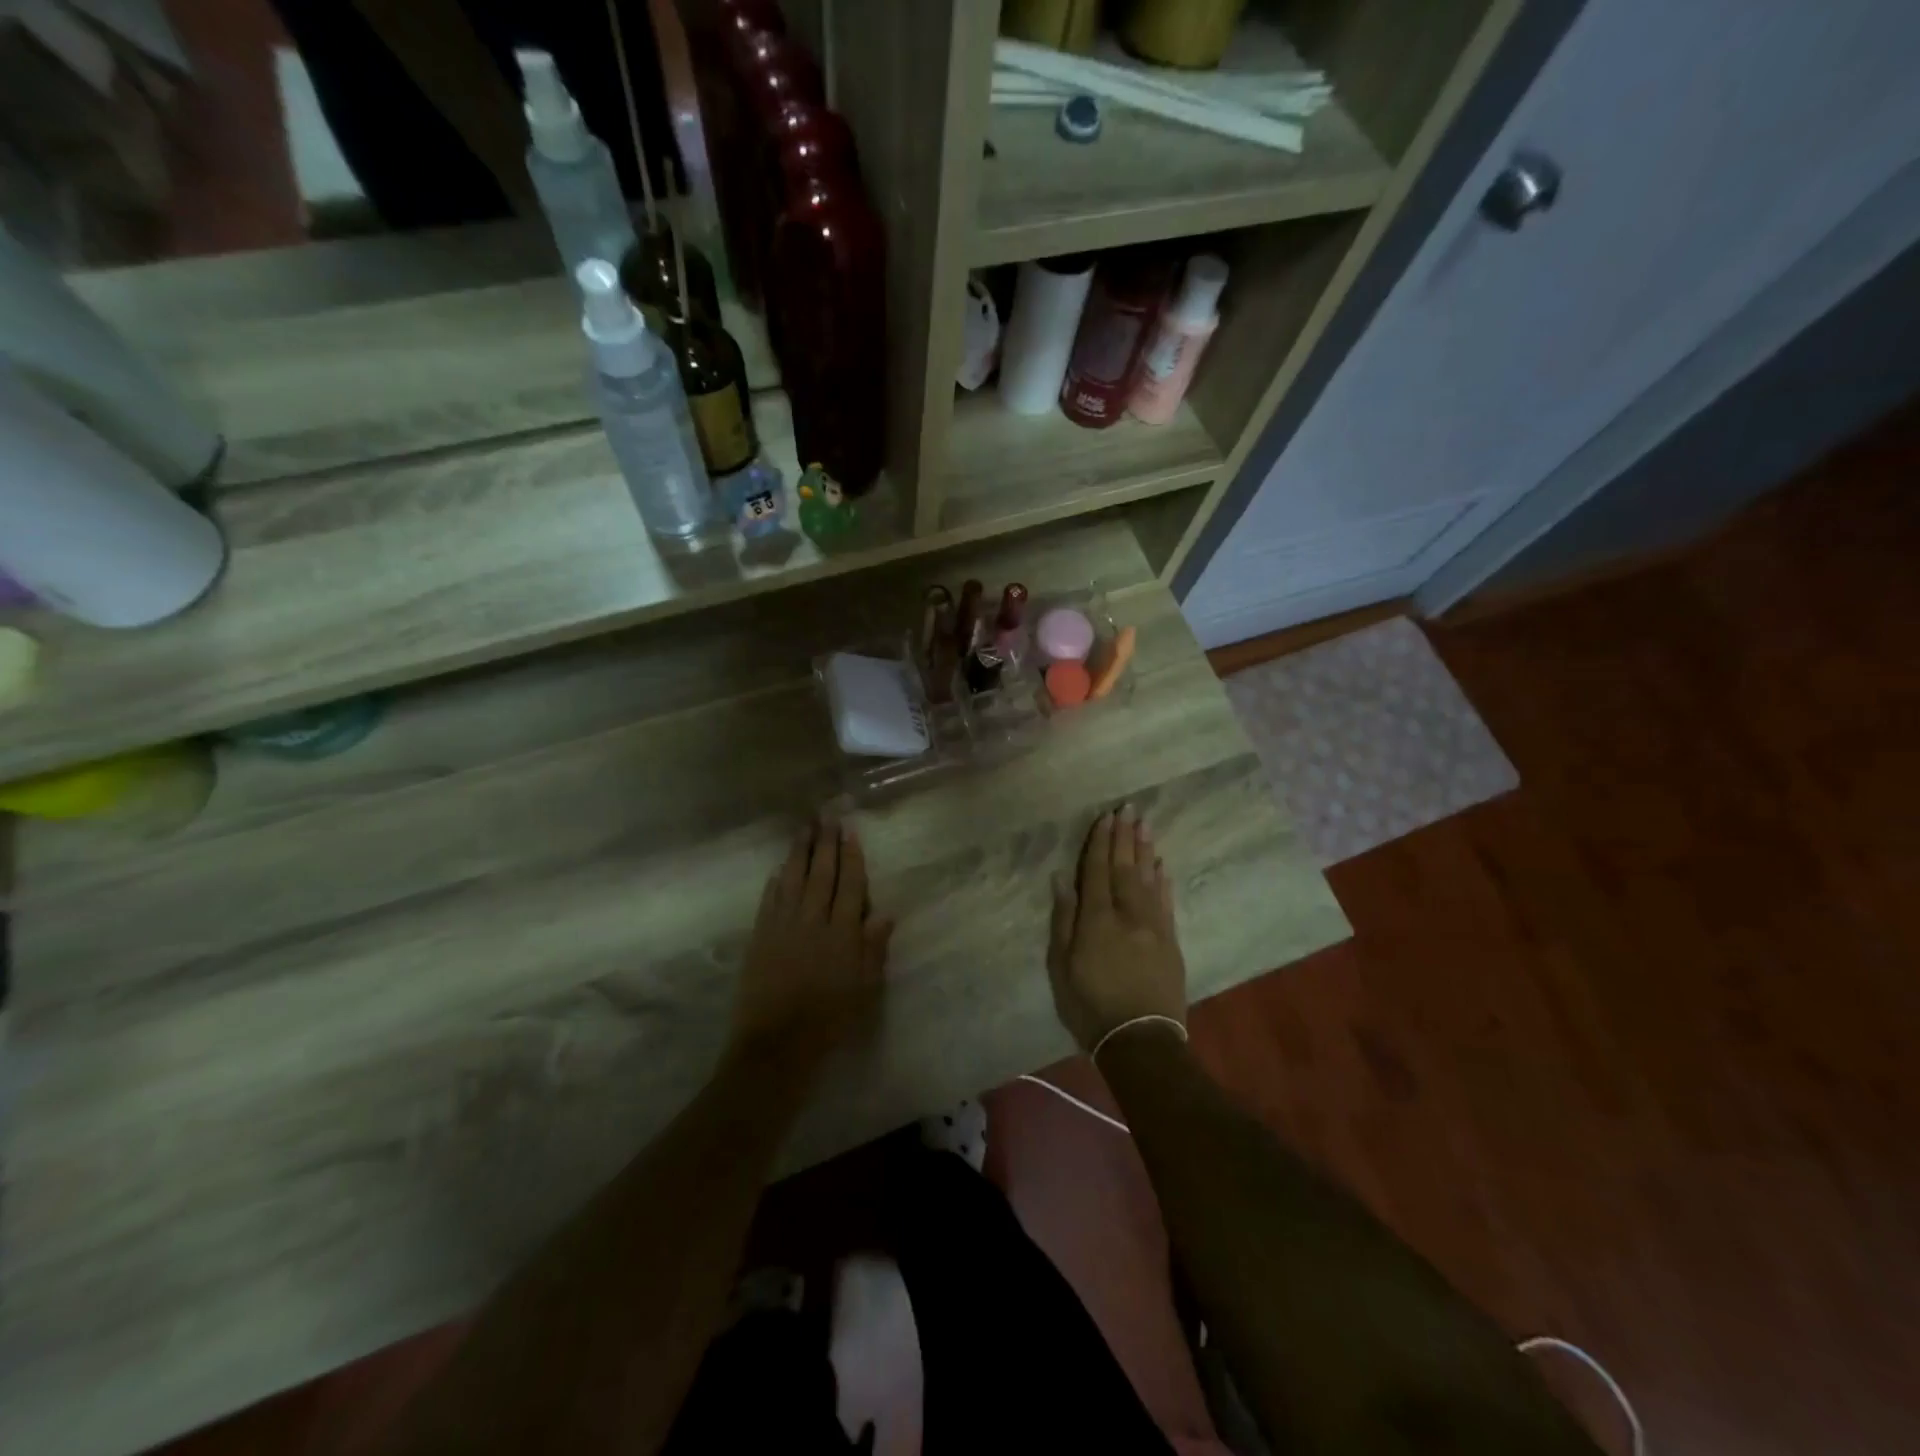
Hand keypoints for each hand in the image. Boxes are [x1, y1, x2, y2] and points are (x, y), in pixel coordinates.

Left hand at [729, 817, 891, 1080]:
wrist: (776, 1045)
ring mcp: (783, 927)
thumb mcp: (863, 989)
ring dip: (799, 853)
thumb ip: (873, 949)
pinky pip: (769, 901)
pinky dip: (775, 882)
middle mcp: (813, 921)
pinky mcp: (760, 938)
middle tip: (827, 815)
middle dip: (825, 844)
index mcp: (842, 934)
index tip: (850, 831)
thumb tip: (885, 913)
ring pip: (792, 880)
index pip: (849, 885)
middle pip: (821, 874)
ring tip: (804, 829)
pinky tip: (778, 869)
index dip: (851, 857)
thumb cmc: (829, 1021)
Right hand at [1048, 806, 1187, 1053]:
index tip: (1106, 816)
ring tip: (1145, 825)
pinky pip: (1166, 902)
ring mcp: (1154, 927)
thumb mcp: (1062, 967)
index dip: (1101, 842)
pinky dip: (1163, 880)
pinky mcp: (1171, 941)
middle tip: (1130, 808)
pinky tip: (1162, 865)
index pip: (1098, 871)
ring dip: (1146, 850)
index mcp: (1097, 920)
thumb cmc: (1090, 1006)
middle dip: (1126, 836)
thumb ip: (1063, 920)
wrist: (1141, 1041)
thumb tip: (1062, 880)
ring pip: (1149, 879)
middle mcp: (1128, 914)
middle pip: (1126, 868)